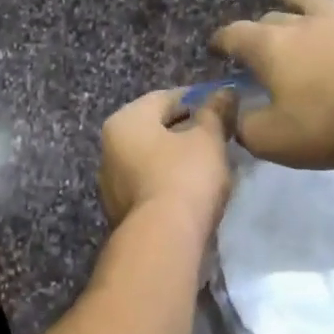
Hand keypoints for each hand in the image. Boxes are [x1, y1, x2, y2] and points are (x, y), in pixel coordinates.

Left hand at [98, 88, 236, 234]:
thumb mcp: (207, 139)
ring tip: (211, 164)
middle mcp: (109, 149)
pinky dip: (170, 183)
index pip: (164, 98)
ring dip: (177, 159)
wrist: (163, 240)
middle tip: (220, 135)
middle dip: (186, 130)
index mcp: (124, 121)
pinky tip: (195, 190)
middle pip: (154, 129)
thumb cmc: (184, 177)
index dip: (197, 98)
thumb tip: (224, 92)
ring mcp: (112, 184)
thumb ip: (215, 112)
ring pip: (152, 160)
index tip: (224, 106)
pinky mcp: (122, 212)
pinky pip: (150, 186)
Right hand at [212, 0, 333, 168]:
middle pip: (273, 20)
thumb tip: (237, 115)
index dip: (220, 41)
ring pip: (316, 0)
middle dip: (258, 27)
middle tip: (252, 39)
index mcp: (270, 49)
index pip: (234, 36)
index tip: (213, 49)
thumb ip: (245, 126)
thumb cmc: (325, 126)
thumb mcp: (269, 139)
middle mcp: (304, 26)